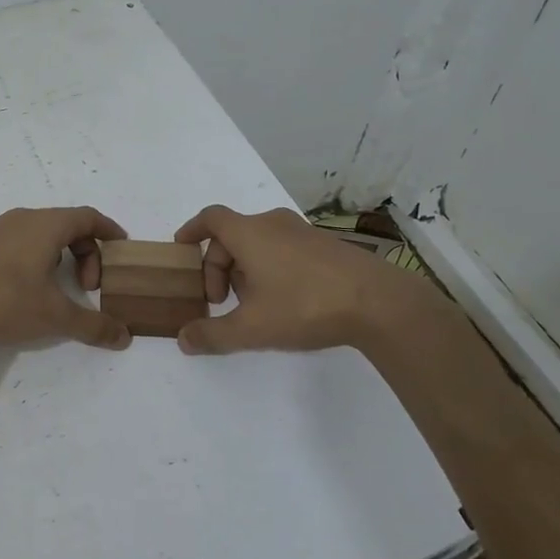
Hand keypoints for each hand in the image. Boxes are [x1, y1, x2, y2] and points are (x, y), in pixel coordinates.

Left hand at [0, 207, 132, 350]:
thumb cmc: (4, 302)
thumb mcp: (55, 317)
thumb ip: (93, 326)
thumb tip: (125, 337)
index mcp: (45, 226)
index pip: (87, 217)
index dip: (108, 231)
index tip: (121, 248)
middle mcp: (19, 219)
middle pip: (63, 224)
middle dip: (83, 252)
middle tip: (86, 287)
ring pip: (34, 233)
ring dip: (54, 255)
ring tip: (53, 288)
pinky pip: (10, 242)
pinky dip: (27, 258)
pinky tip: (17, 289)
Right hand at [172, 206, 401, 354]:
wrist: (378, 302)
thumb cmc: (305, 305)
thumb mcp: (251, 328)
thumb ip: (213, 334)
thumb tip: (183, 340)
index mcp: (249, 233)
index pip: (210, 218)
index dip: (192, 230)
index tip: (181, 247)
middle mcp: (273, 224)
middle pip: (233, 235)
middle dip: (219, 266)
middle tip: (220, 301)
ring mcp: (303, 232)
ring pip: (260, 243)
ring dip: (245, 268)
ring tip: (252, 305)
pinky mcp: (326, 246)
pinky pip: (284, 248)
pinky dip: (271, 267)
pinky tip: (284, 301)